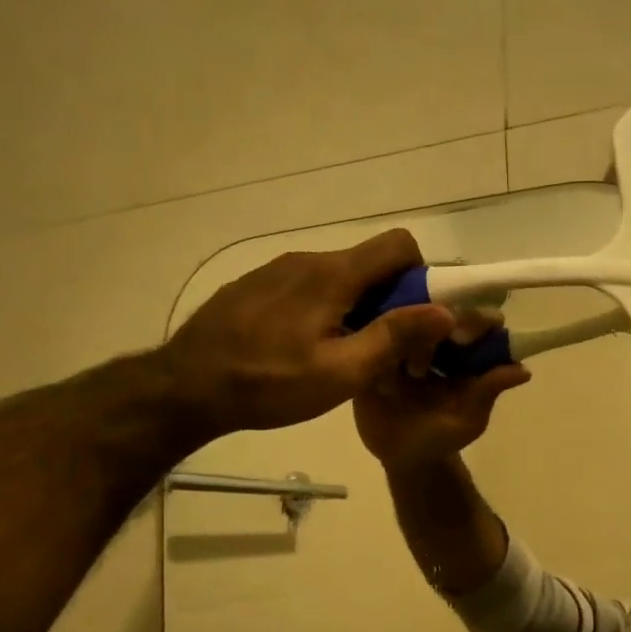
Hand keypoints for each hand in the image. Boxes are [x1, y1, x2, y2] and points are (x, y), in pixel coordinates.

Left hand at [161, 229, 454, 438]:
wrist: (186, 387)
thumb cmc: (269, 384)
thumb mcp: (341, 373)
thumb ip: (393, 338)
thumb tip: (444, 311)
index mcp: (333, 275)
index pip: (398, 245)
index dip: (420, 276)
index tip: (416, 319)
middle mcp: (307, 260)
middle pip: (369, 264)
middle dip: (390, 300)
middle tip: (384, 349)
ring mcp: (276, 271)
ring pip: (337, 278)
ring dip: (355, 307)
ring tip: (343, 355)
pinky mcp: (256, 287)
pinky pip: (306, 287)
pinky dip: (323, 310)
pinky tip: (303, 350)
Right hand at [353, 313, 531, 471]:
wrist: (401, 457)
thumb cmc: (441, 437)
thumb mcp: (469, 419)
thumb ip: (488, 392)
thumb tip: (523, 371)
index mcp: (462, 350)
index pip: (472, 323)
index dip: (474, 321)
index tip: (467, 330)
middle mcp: (432, 337)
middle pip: (436, 311)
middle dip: (436, 314)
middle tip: (433, 327)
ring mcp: (400, 341)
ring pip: (402, 317)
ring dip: (403, 320)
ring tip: (402, 339)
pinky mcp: (371, 351)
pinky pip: (369, 335)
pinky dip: (372, 330)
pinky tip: (370, 335)